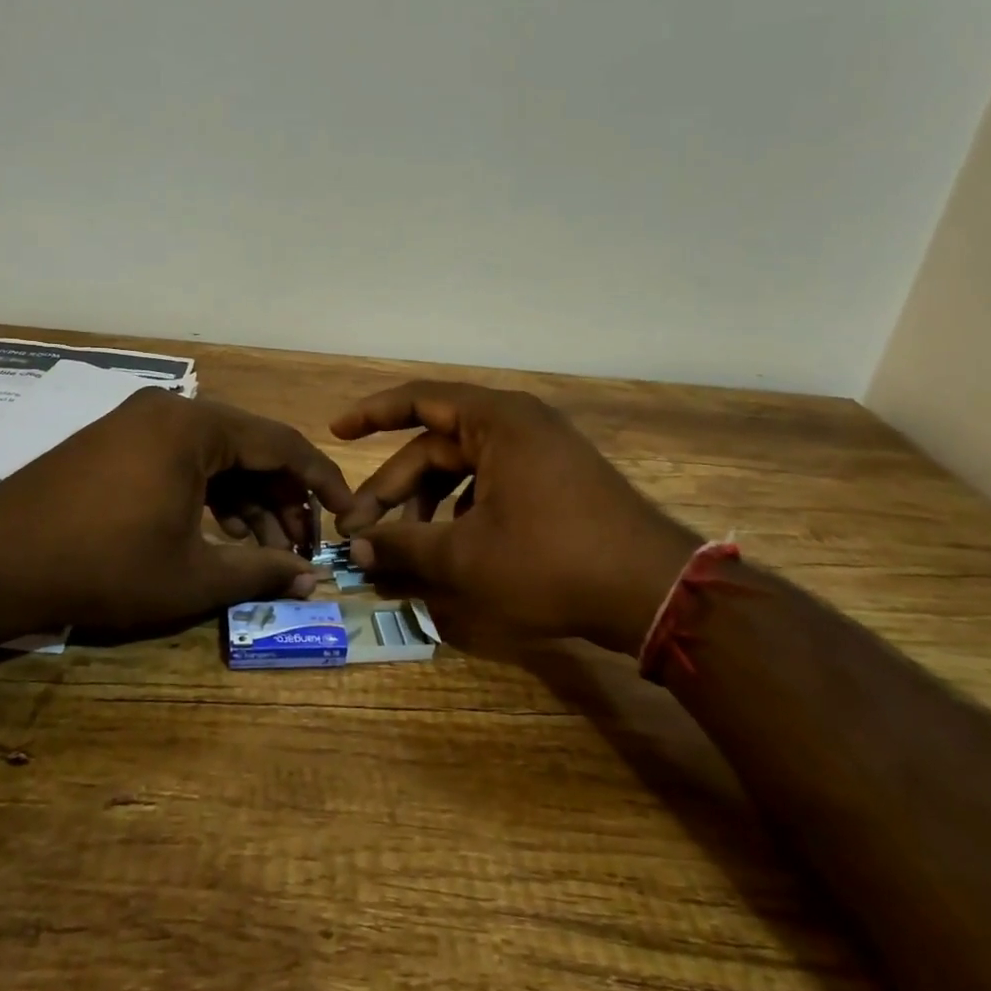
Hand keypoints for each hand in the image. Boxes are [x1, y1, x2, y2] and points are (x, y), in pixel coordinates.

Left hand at [0, 388, 353, 640]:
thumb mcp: (193, 576)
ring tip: (262, 552)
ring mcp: (138, 422)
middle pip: (250, 449)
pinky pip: (182, 460)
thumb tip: (316, 580)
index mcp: (196, 426)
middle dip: (282, 500)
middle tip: (299, 548)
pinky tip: (218, 535)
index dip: (323, 482)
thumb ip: (262, 571)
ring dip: (245, 502)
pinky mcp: (115, 441)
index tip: (348, 513)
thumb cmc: (103, 566)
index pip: (283, 444)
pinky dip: (207, 495)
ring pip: (216, 457)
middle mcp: (171, 410)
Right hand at [332, 382, 699, 658]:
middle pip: (436, 446)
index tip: (336, 432)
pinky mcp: (555, 481)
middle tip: (359, 530)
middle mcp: (518, 425)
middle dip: (395, 489)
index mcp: (496, 421)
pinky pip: (492, 484)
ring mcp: (541, 452)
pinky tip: (450, 548)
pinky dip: (462, 511)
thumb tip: (358, 549)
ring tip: (402, 547)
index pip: (420, 400)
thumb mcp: (466, 557)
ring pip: (463, 470)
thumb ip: (404, 546)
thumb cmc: (552, 561)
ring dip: (427, 504)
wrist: (654, 590)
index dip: (372, 414)